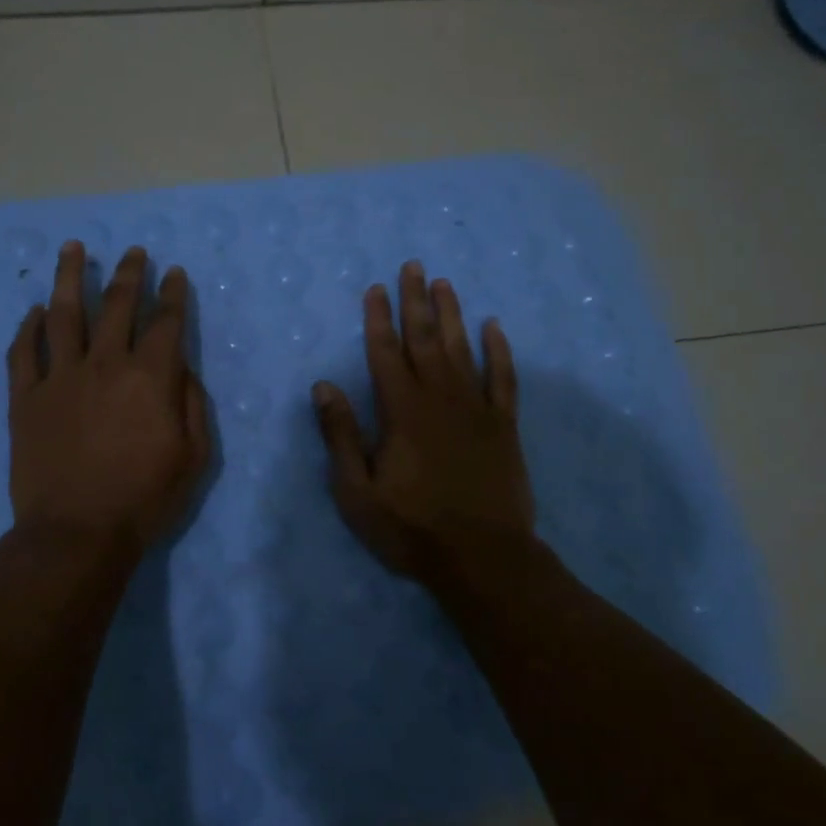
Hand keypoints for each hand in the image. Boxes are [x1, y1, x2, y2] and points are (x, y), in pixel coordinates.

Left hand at [7, 242, 210, 556]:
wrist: (76, 533)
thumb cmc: (144, 499)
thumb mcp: (194, 457)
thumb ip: (192, 405)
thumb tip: (182, 370)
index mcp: (150, 377)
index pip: (165, 322)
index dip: (172, 294)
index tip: (174, 273)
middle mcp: (105, 364)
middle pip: (117, 305)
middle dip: (130, 274)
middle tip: (134, 252)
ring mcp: (60, 377)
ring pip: (65, 313)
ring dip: (70, 277)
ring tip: (73, 248)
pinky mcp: (25, 397)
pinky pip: (25, 351)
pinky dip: (29, 327)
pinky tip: (35, 310)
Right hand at [313, 261, 534, 582]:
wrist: (482, 558)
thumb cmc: (411, 528)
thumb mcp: (357, 491)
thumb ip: (341, 435)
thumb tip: (323, 385)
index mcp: (401, 411)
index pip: (385, 352)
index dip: (379, 318)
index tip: (376, 288)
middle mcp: (439, 398)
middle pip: (425, 339)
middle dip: (416, 301)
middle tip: (414, 266)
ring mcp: (476, 408)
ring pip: (462, 349)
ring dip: (452, 314)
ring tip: (445, 283)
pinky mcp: (503, 425)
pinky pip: (503, 378)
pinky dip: (499, 350)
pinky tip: (494, 327)